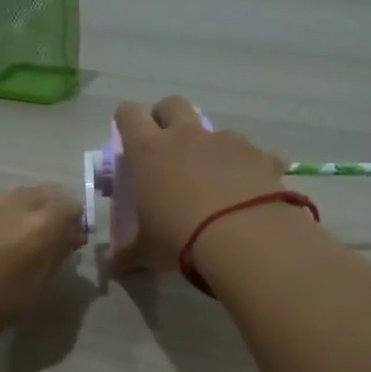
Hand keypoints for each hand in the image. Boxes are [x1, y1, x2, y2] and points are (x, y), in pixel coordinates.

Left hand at [0, 186, 84, 371]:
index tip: (68, 245)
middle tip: (41, 245)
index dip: (74, 223)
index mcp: (36, 225)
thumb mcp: (26, 296)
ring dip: (18, 215)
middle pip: (42, 194)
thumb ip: (52, 259)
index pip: (71, 205)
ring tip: (7, 248)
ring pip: (10, 198)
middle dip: (48, 214)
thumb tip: (66, 238)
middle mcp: (8, 203)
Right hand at [111, 96, 287, 272]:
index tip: (128, 138)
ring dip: (209, 146)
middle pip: (172, 104)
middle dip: (166, 118)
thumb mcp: (146, 251)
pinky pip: (253, 154)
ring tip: (213, 179)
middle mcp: (186, 136)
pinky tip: (250, 192)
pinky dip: (248, 167)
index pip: (129, 114)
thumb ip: (126, 254)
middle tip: (166, 147)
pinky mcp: (260, 154)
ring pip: (213, 129)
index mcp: (149, 151)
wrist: (245, 238)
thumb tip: (110, 267)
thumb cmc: (180, 239)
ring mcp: (226, 141)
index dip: (126, 120)